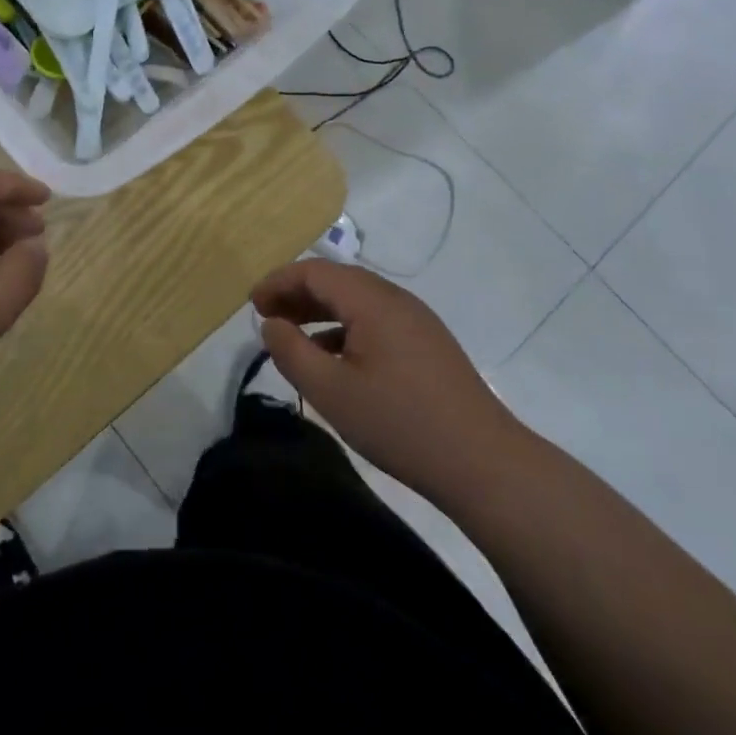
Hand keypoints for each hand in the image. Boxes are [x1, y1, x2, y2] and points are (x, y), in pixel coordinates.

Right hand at [252, 260, 525, 501]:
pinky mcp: (427, 343)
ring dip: (320, 310)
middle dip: (296, 294)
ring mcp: (416, 320)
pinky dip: (344, 328)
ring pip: (357, 300)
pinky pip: (375, 319)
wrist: (484, 463)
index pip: (315, 271)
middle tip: (266, 318)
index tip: (252, 305)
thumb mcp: (331, 392)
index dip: (278, 282)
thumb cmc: (400, 424)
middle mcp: (396, 299)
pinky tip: (333, 358)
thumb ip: (291, 352)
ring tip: (292, 336)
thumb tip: (270, 323)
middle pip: (337, 280)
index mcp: (372, 301)